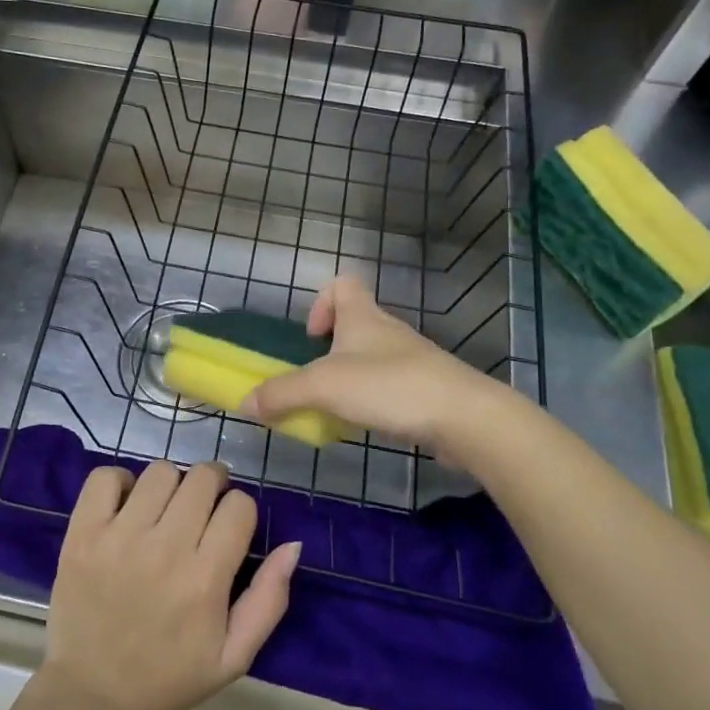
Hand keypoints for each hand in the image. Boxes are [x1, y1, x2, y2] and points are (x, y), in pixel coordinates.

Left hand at [41, 460, 300, 709]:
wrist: (92, 695)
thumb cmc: (169, 677)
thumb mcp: (233, 656)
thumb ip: (269, 599)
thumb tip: (293, 545)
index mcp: (205, 580)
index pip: (239, 506)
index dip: (240, 511)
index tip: (228, 527)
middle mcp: (164, 549)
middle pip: (202, 478)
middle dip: (212, 486)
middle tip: (201, 509)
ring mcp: (118, 537)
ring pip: (160, 471)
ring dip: (171, 484)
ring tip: (164, 510)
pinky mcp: (82, 533)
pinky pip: (106, 476)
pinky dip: (120, 482)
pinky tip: (126, 506)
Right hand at [244, 275, 503, 449]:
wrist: (464, 417)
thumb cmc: (389, 386)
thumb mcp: (324, 387)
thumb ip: (282, 393)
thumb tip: (245, 402)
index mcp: (362, 317)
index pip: (343, 283)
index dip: (321, 303)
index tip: (311, 337)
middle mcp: (387, 331)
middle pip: (354, 325)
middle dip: (330, 351)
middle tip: (316, 381)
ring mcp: (411, 360)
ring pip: (371, 359)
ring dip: (349, 378)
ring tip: (335, 409)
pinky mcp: (426, 389)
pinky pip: (389, 387)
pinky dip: (373, 401)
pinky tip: (365, 425)